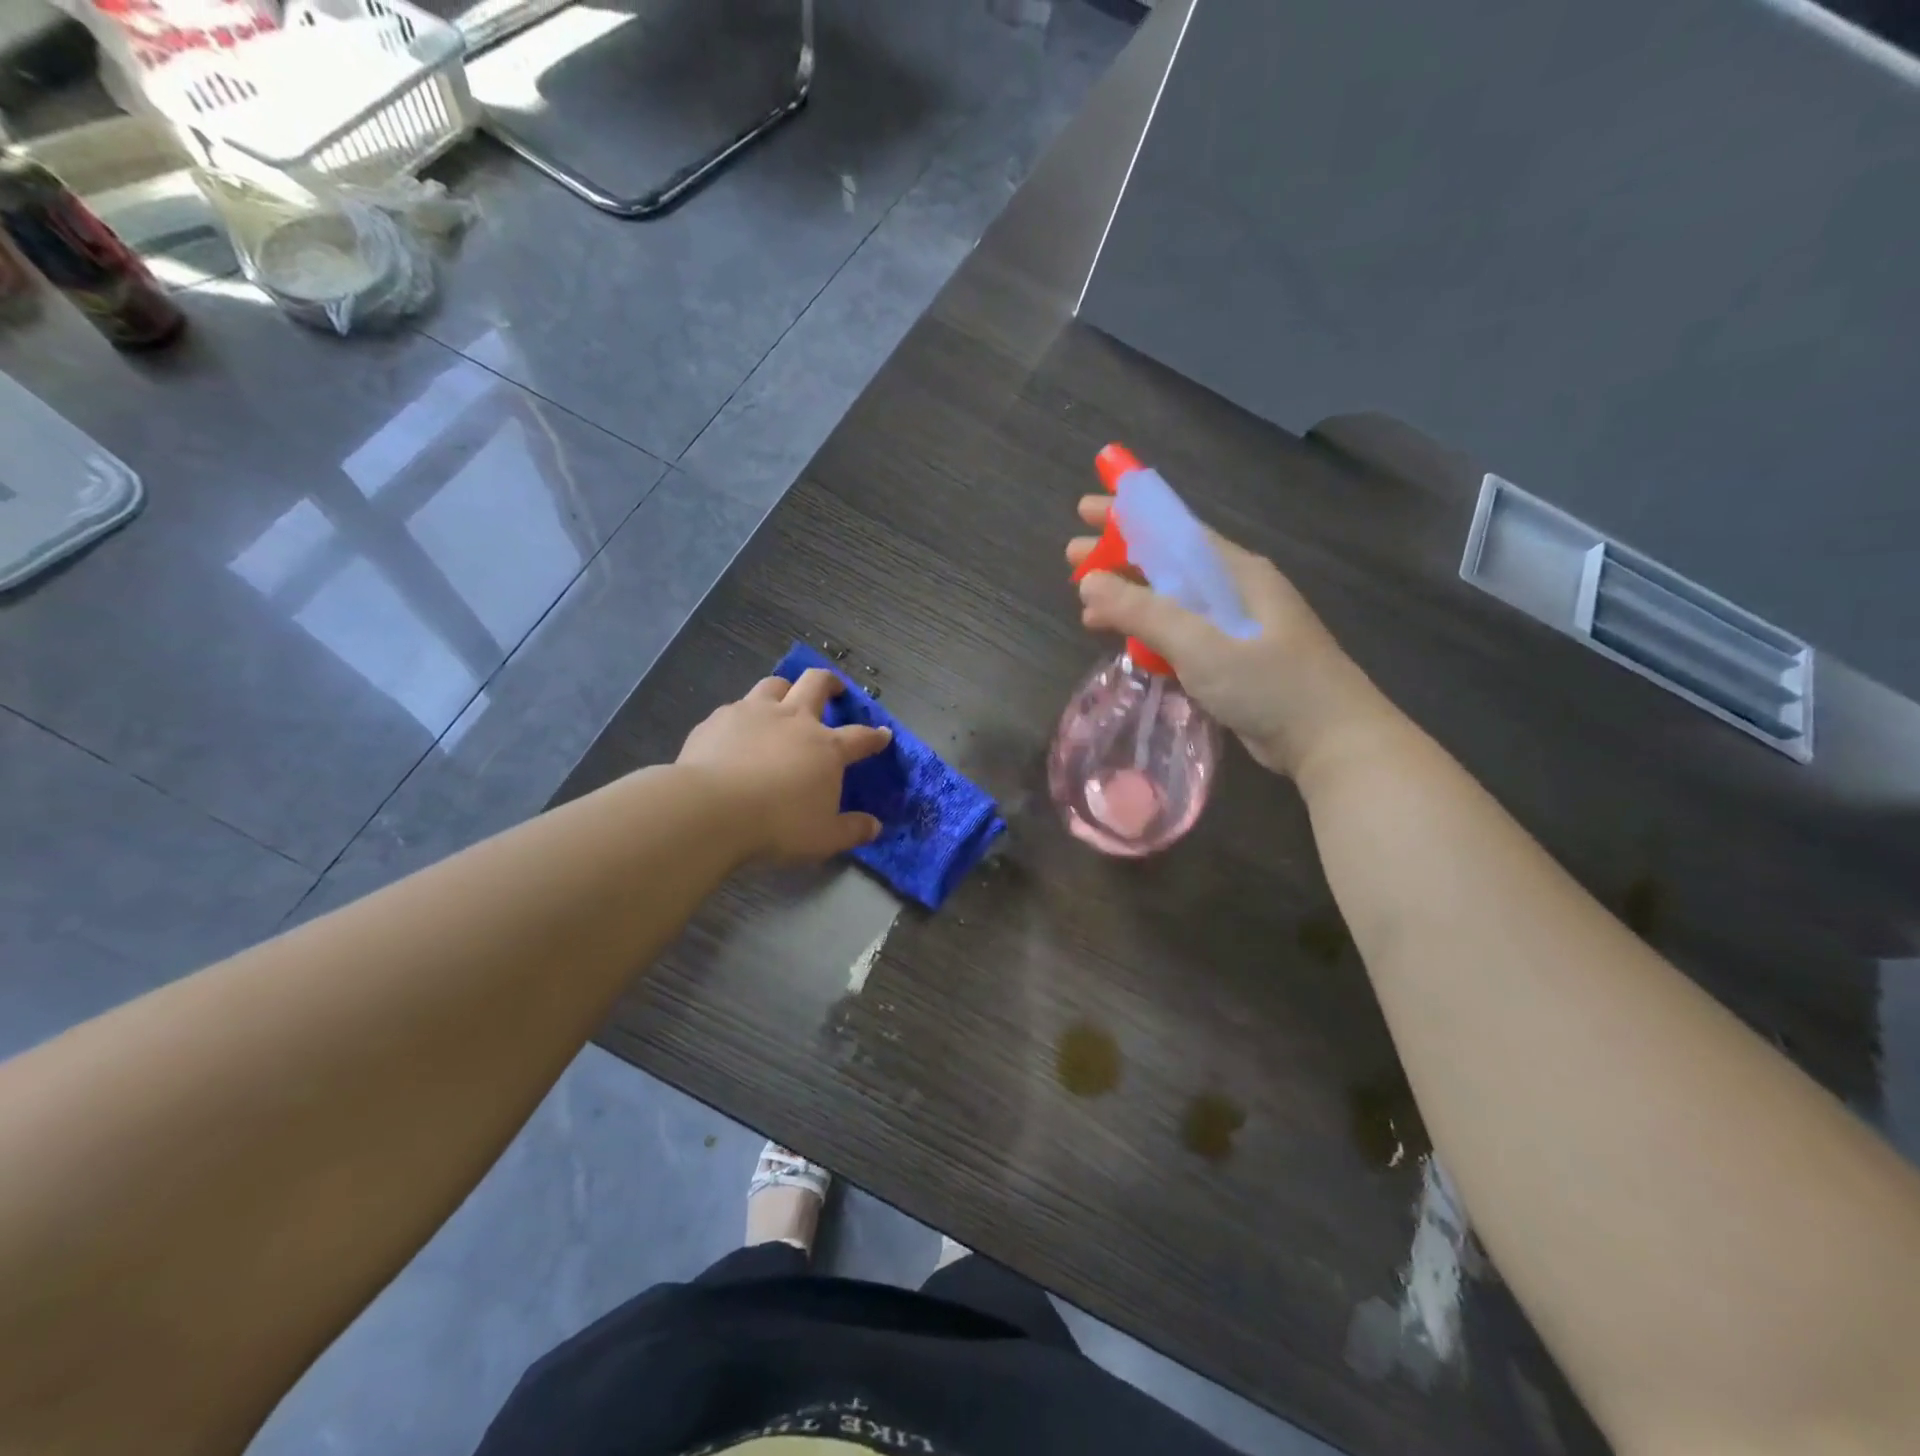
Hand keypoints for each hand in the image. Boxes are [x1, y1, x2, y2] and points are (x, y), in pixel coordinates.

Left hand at [678, 669, 892, 862]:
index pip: (860, 737)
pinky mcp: (719, 719)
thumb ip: (852, 830)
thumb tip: (875, 827)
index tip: (883, 734)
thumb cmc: (777, 824)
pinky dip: (744, 715)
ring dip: (785, 689)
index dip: (874, 736)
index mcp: (826, 748)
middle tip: (834, 689)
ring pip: (775, 684)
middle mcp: (794, 720)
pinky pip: (737, 707)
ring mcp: (754, 713)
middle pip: (817, 684)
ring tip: (783, 700)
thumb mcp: (823, 838)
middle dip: (830, 683)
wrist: (711, 809)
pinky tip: (738, 731)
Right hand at [1067, 497, 1392, 778]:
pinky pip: (1180, 634)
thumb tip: (1090, 581)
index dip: (1128, 516)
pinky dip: (1149, 633)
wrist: (1330, 742)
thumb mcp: (1202, 645)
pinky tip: (1124, 642)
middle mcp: (1235, 589)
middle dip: (1118, 559)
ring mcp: (1235, 626)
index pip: (1173, 529)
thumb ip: (1145, 612)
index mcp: (1235, 571)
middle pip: (1167, 563)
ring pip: (1171, 601)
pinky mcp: (1232, 659)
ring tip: (1086, 607)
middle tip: (1071, 559)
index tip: (1085, 509)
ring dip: (1129, 600)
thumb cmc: (1271, 685)